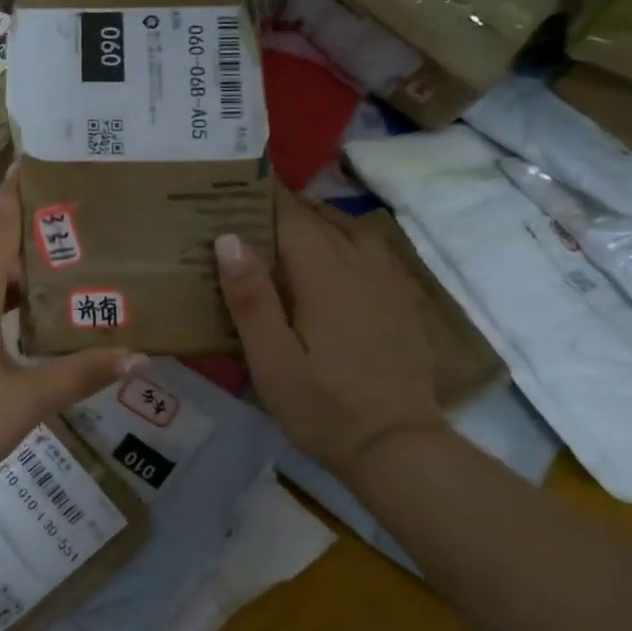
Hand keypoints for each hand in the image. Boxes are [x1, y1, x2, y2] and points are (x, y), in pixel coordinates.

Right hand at [215, 188, 444, 479]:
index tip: (234, 184)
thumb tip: (228, 238)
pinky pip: (374, 252)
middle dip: (285, 208)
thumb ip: (250, 297)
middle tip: (246, 210)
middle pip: (322, 219)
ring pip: (353, 231)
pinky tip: (334, 260)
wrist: (397, 446)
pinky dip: (348, 241)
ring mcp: (389, 283)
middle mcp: (362, 267)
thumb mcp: (270, 359)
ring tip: (287, 230)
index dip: (263, 197)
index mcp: (326, 276)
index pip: (292, 217)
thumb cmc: (323, 406)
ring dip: (319, 222)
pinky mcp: (403, 302)